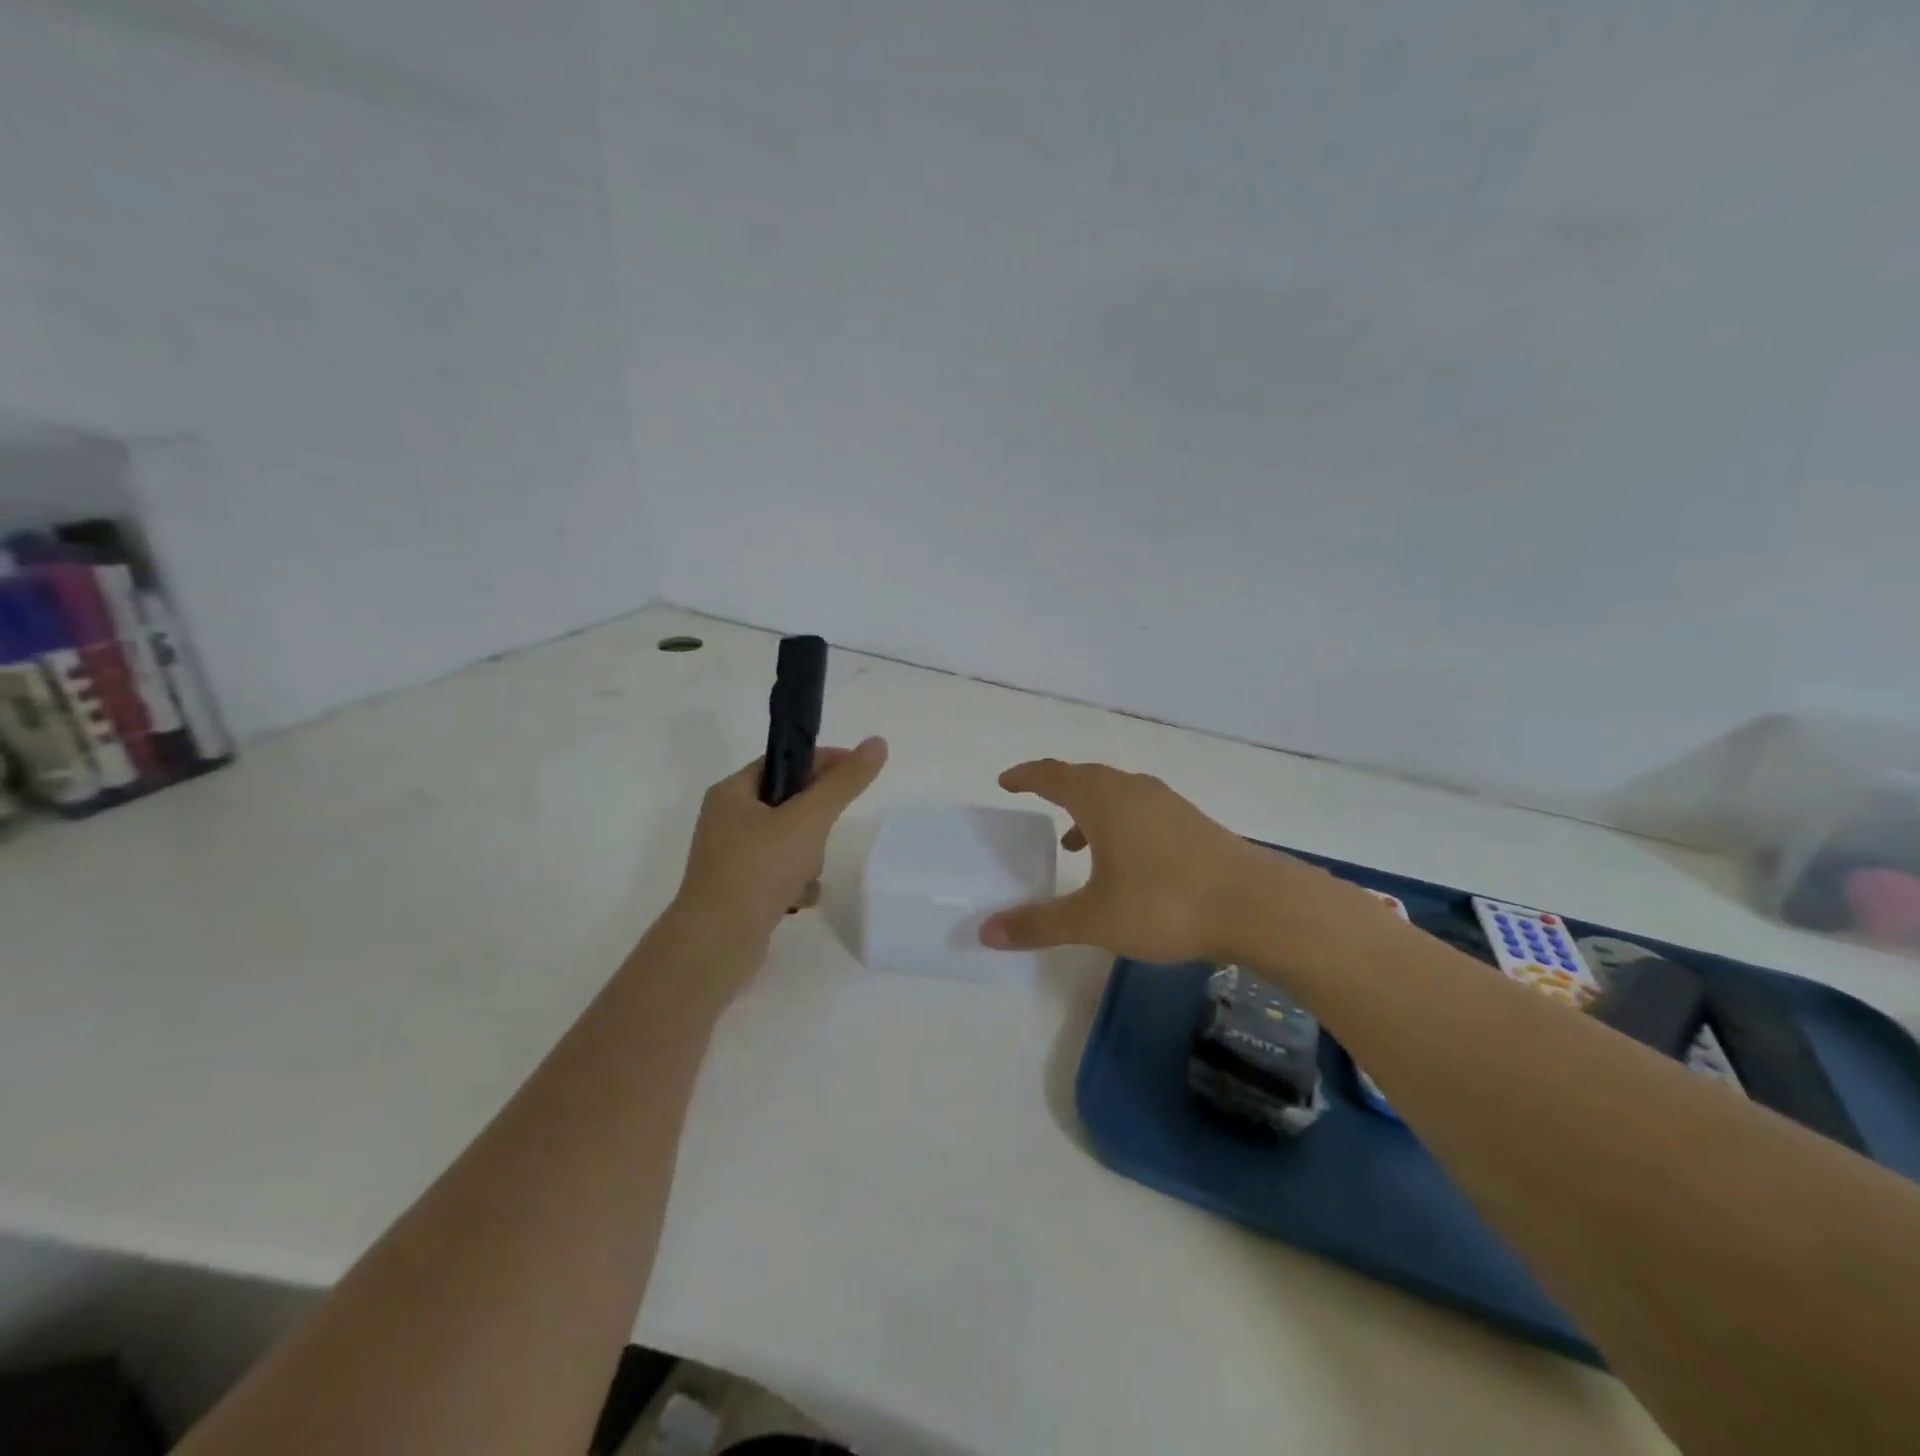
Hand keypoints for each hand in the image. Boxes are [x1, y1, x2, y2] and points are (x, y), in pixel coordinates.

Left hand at [675, 737, 888, 938]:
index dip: (823, 763)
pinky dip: (797, 882)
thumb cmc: (759, 869)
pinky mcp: (739, 890)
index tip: (856, 774)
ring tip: (809, 873)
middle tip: (826, 833)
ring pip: (787, 840)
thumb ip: (844, 782)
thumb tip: (877, 743)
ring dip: (809, 855)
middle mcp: (726, 821)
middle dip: (816, 819)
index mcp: (732, 793)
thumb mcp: (809, 818)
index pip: (784, 761)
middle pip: (788, 803)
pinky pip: (779, 873)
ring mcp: (730, 858)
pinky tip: (804, 898)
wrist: (717, 943)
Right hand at [978, 759, 1321, 964]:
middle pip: (1086, 777)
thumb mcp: (1094, 919)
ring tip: (1072, 841)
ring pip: (1116, 793)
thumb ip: (1039, 923)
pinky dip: (1119, 823)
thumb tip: (985, 931)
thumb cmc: (1165, 904)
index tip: (1005, 781)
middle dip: (1057, 788)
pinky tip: (1124, 861)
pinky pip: (1141, 810)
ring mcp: (1167, 804)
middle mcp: (1133, 790)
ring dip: (1089, 809)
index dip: (1026, 776)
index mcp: (1103, 800)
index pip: (1053, 775)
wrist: (1257, 905)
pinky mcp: (1192, 823)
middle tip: (1035, 801)